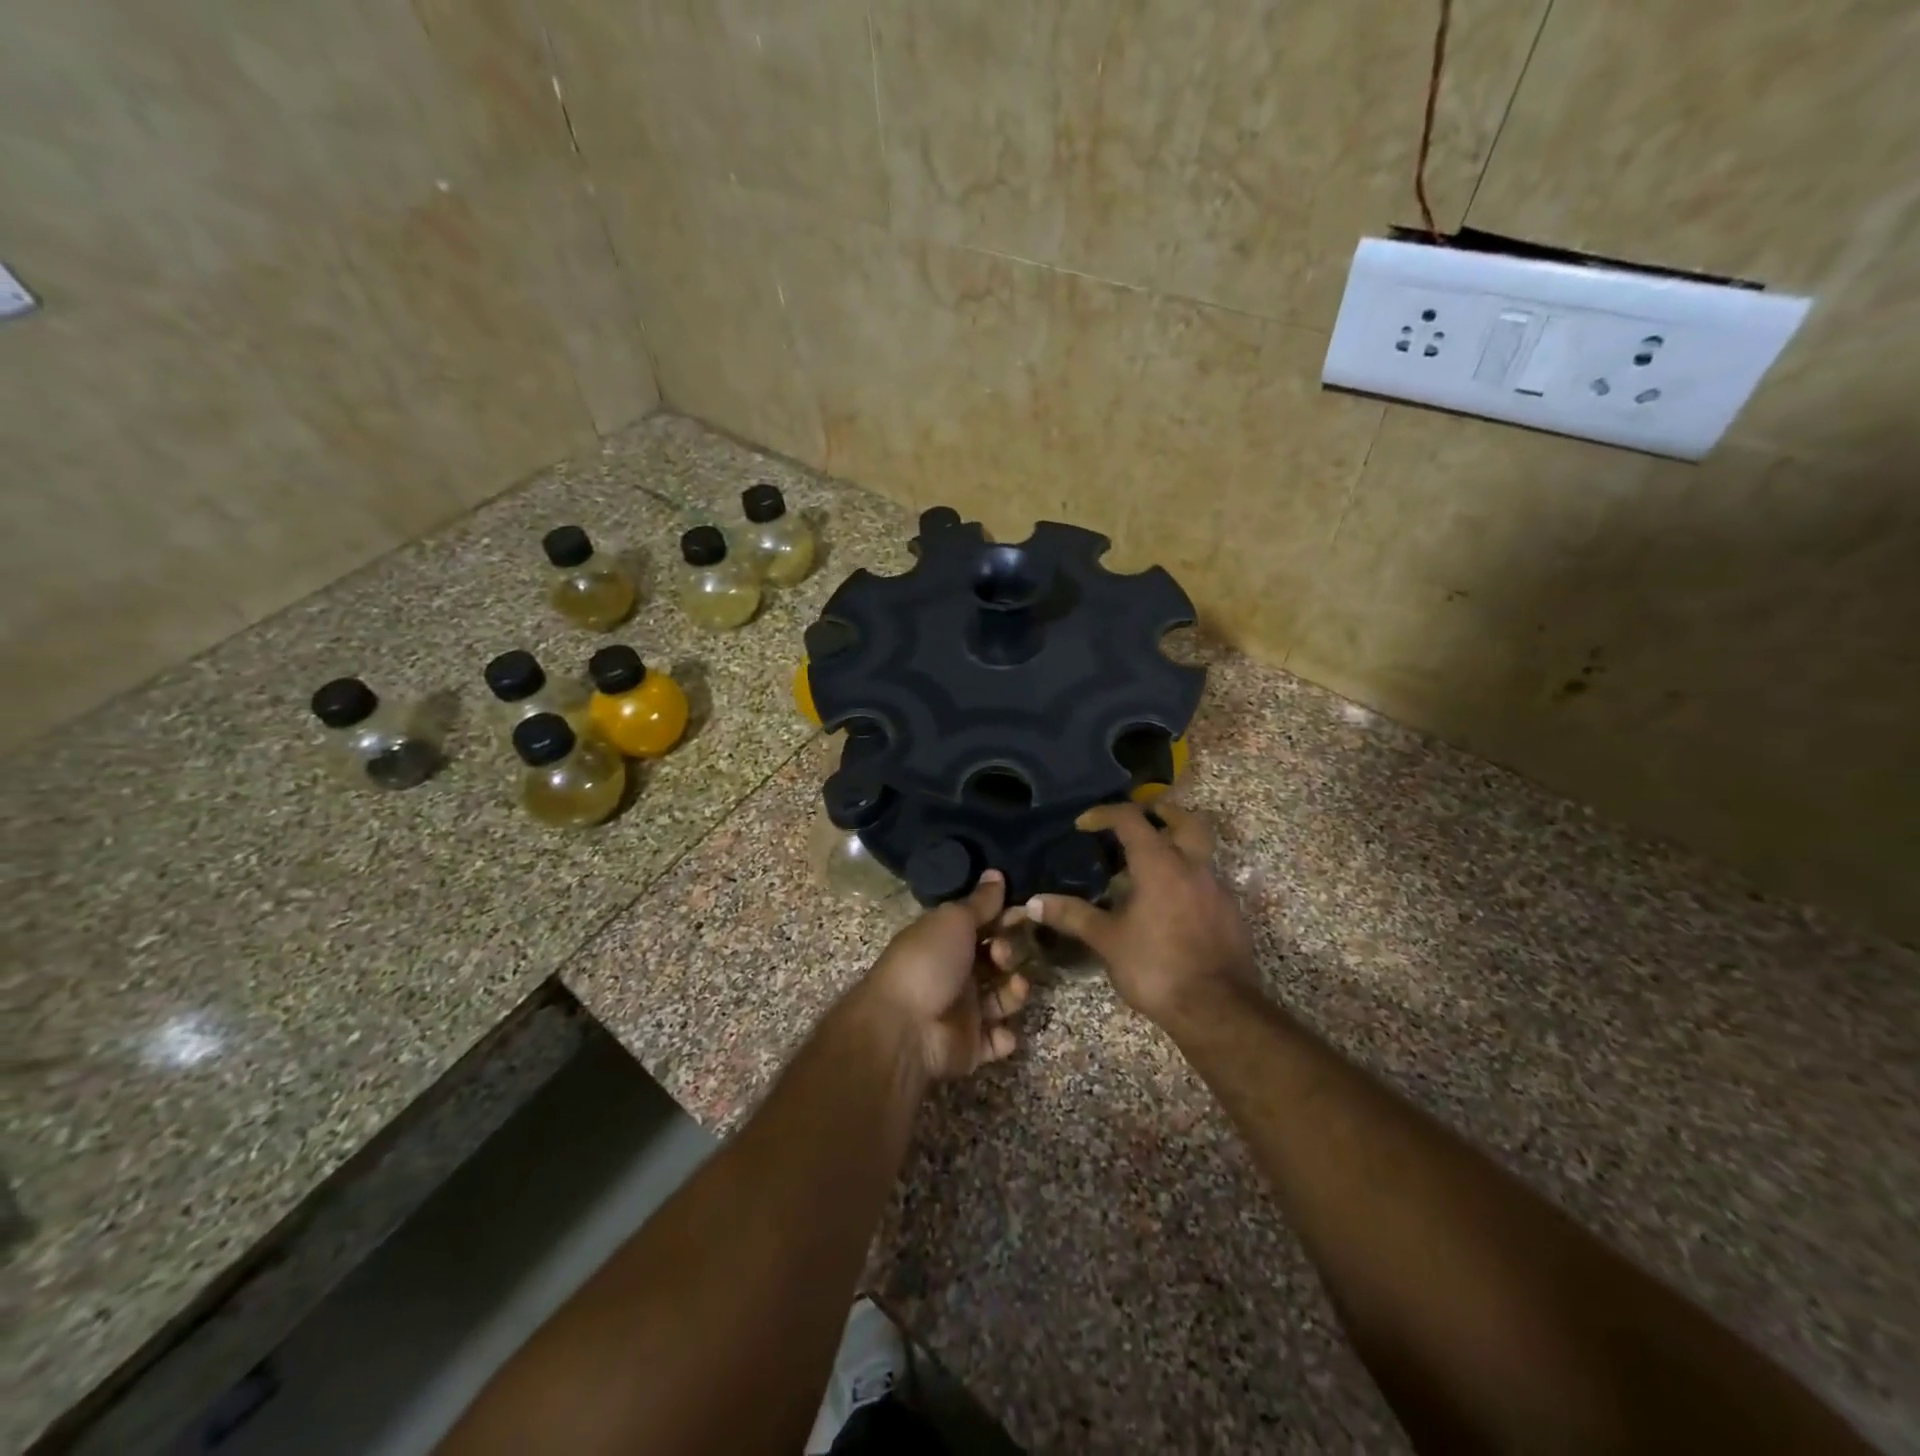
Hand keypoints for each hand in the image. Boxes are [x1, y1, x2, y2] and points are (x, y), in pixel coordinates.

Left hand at [856, 870, 1031, 1081]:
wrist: (904, 1029)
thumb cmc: (928, 963)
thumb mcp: (954, 921)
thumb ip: (980, 902)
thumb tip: (996, 872)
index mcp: (945, 940)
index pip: (982, 925)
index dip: (1003, 918)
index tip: (1026, 912)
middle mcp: (954, 972)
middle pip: (994, 960)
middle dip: (1008, 954)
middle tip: (1003, 956)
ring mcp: (963, 1011)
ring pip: (1001, 998)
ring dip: (1014, 992)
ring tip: (1015, 988)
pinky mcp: (970, 1046)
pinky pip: (996, 1040)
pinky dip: (1004, 1036)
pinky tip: (1003, 1030)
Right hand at [1025, 802, 1258, 1025]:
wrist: (1217, 1009)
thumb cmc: (1156, 967)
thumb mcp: (1107, 940)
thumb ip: (1072, 916)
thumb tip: (1033, 902)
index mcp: (1160, 864)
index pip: (1131, 820)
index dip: (1105, 814)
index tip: (1084, 824)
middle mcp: (1192, 866)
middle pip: (1185, 820)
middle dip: (1161, 812)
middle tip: (1139, 818)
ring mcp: (1216, 889)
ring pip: (1200, 849)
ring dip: (1177, 844)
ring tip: (1149, 863)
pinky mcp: (1230, 913)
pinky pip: (1207, 879)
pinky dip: (1187, 876)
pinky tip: (1169, 901)